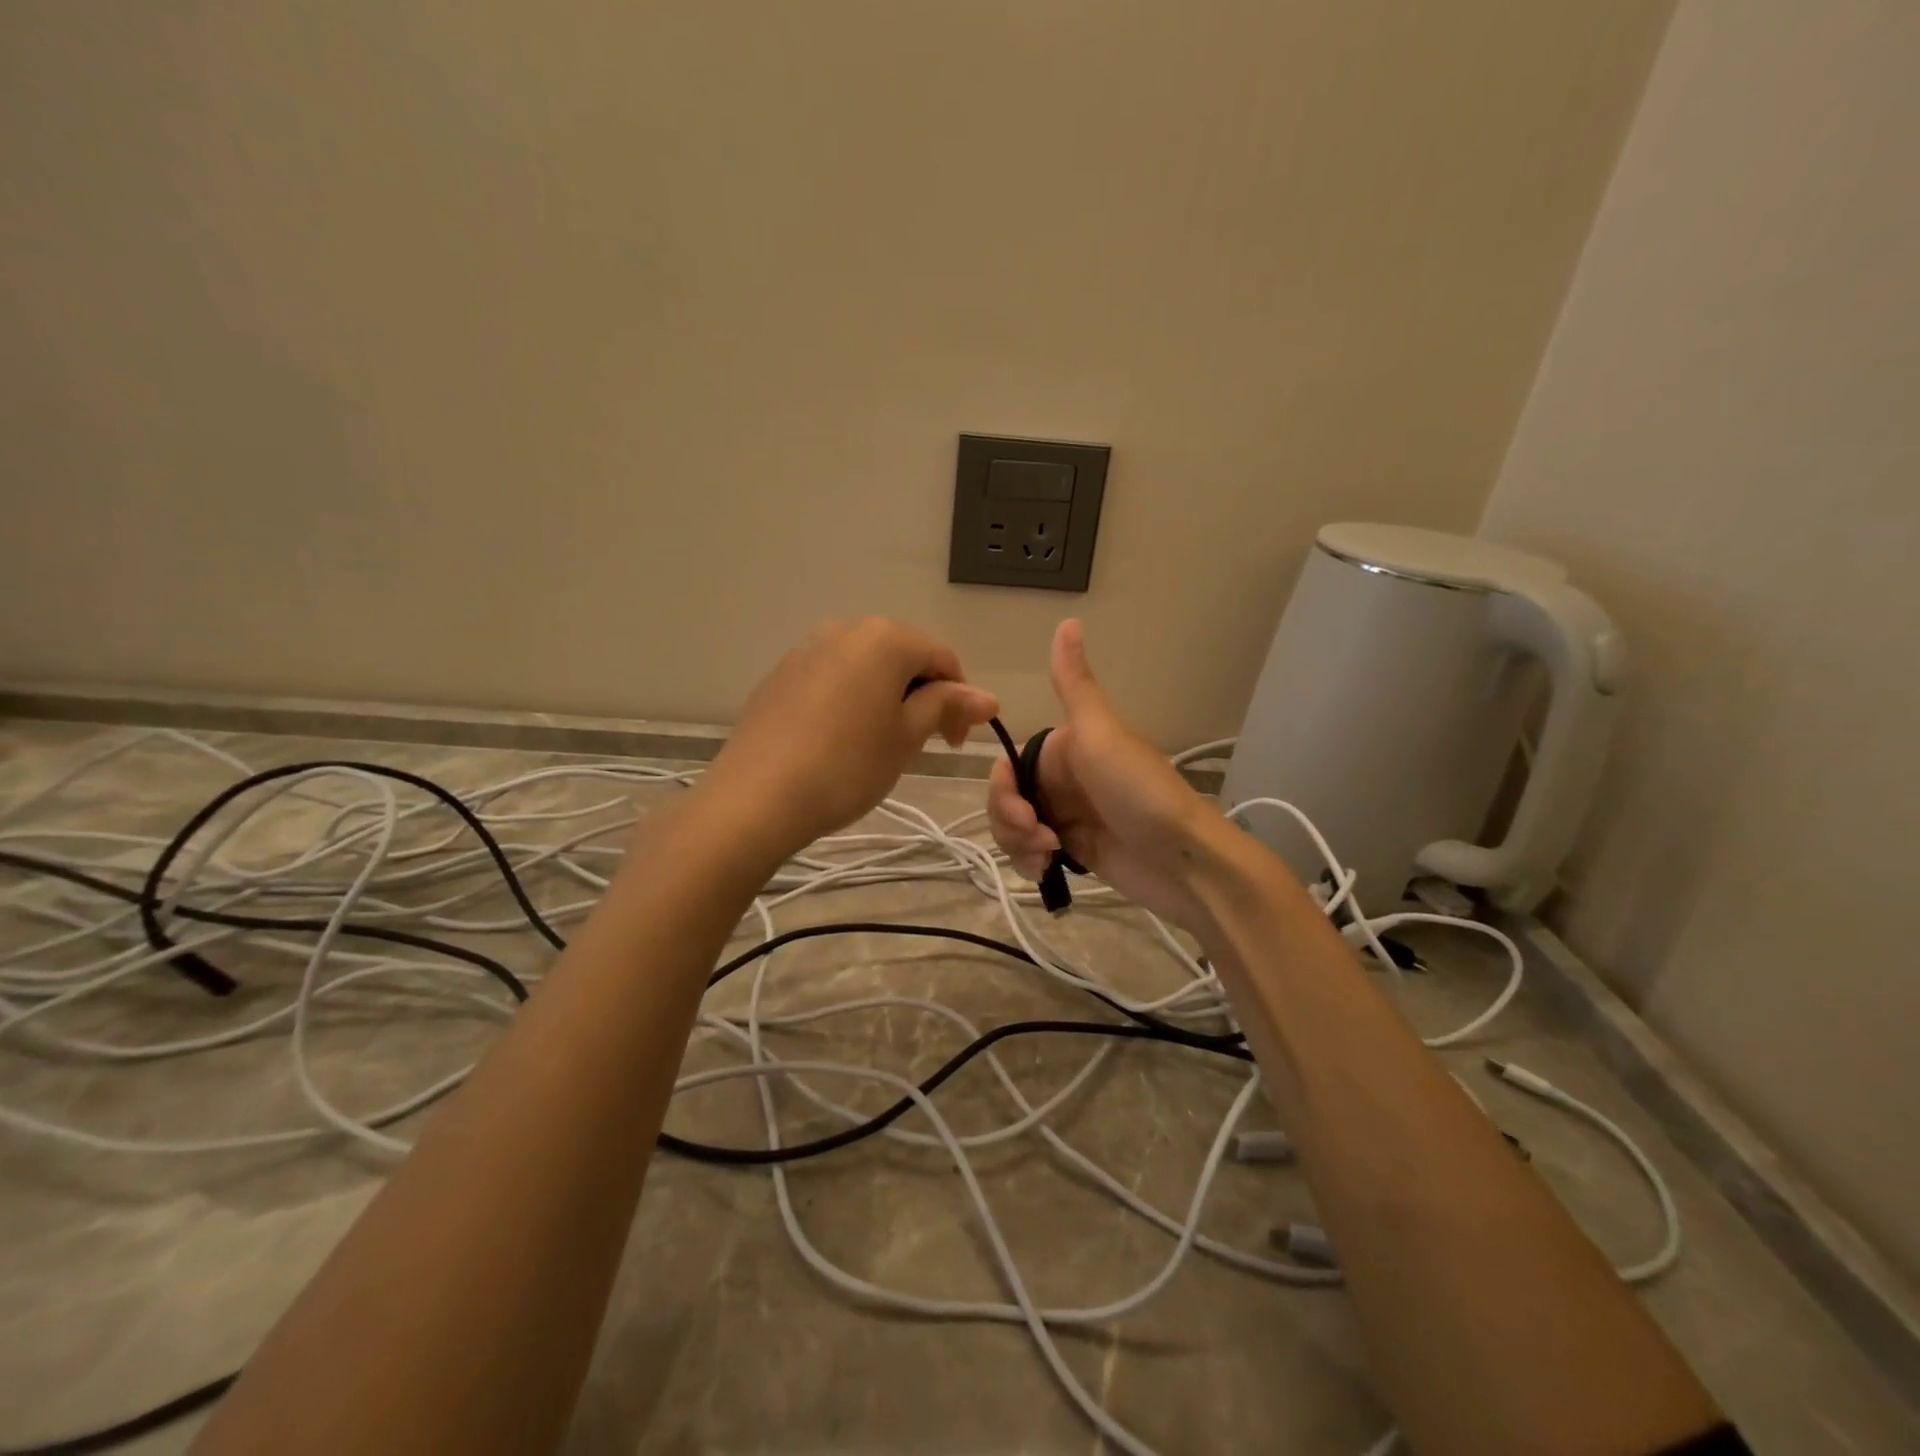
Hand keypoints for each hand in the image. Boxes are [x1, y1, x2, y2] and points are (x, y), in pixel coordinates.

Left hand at [704, 617, 997, 857]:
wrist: (756, 797)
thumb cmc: (847, 765)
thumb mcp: (907, 737)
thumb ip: (947, 707)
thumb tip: (988, 697)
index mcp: (884, 638)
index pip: (942, 657)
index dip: (960, 698)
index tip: (956, 742)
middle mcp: (845, 629)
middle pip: (903, 657)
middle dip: (923, 696)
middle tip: (923, 745)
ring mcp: (806, 650)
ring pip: (865, 668)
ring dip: (887, 699)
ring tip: (881, 746)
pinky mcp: (780, 676)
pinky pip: (832, 679)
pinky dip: (851, 701)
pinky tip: (841, 741)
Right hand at [987, 620, 1226, 931]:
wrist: (1183, 860)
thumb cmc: (1139, 792)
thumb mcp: (1101, 734)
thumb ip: (1074, 684)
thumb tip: (1068, 620)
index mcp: (1064, 749)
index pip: (1008, 766)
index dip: (1003, 789)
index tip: (1022, 811)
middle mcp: (1062, 780)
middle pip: (1006, 799)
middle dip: (1009, 822)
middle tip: (1040, 838)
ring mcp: (1067, 817)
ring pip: (1013, 828)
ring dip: (1019, 845)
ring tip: (1048, 858)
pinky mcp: (1074, 852)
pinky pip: (1030, 854)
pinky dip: (1029, 863)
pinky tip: (1046, 872)